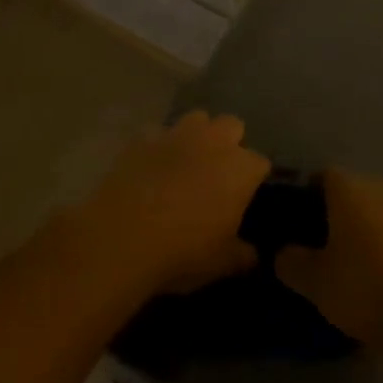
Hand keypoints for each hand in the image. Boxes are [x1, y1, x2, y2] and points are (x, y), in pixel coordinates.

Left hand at [88, 110, 269, 294]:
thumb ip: (242, 255)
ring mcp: (176, 134)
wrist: (121, 239)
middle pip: (232, 125)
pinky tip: (152, 165)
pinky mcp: (142, 138)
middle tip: (219, 171)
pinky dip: (159, 145)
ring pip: (197, 118)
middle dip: (230, 142)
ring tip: (187, 160)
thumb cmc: (182, 252)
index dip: (254, 178)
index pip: (260, 163)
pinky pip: (158, 132)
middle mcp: (213, 141)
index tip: (247, 195)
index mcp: (240, 169)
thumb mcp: (221, 263)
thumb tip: (252, 254)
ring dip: (197, 135)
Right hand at [276, 168, 382, 372]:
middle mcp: (379, 190)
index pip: (322, 176)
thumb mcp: (312, 281)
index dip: (307, 195)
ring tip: (347, 262)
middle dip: (334, 212)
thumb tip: (282, 253)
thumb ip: (290, 261)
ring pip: (375, 212)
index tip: (296, 221)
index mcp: (349, 189)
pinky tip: (377, 275)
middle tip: (318, 244)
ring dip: (362, 229)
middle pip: (351, 191)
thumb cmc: (361, 288)